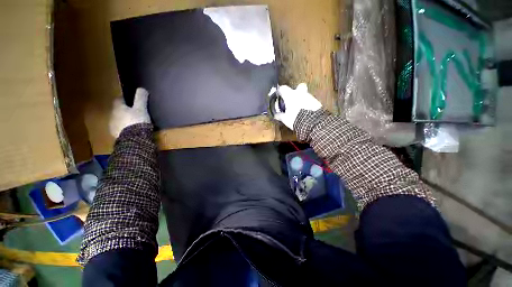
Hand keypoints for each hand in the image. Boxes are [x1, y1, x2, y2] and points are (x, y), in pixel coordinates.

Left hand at [109, 88, 150, 137]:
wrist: (134, 139)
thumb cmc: (137, 121)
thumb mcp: (141, 109)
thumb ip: (141, 99)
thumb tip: (142, 88)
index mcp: (118, 108)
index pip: (118, 100)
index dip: (124, 99)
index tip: (131, 100)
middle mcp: (113, 116)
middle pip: (117, 111)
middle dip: (124, 111)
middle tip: (134, 112)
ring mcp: (113, 126)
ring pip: (118, 120)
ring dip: (124, 120)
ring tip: (134, 122)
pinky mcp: (117, 135)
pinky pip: (121, 129)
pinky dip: (125, 129)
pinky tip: (132, 131)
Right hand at [272, 83, 321, 129]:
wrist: (312, 123)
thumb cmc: (295, 119)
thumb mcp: (285, 119)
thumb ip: (280, 116)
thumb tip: (276, 115)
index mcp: (290, 96)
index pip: (283, 88)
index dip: (280, 91)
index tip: (278, 95)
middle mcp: (300, 93)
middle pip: (299, 86)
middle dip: (297, 91)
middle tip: (293, 98)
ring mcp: (309, 97)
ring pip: (305, 94)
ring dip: (302, 99)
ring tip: (300, 108)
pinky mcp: (317, 102)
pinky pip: (311, 101)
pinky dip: (308, 104)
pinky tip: (307, 111)